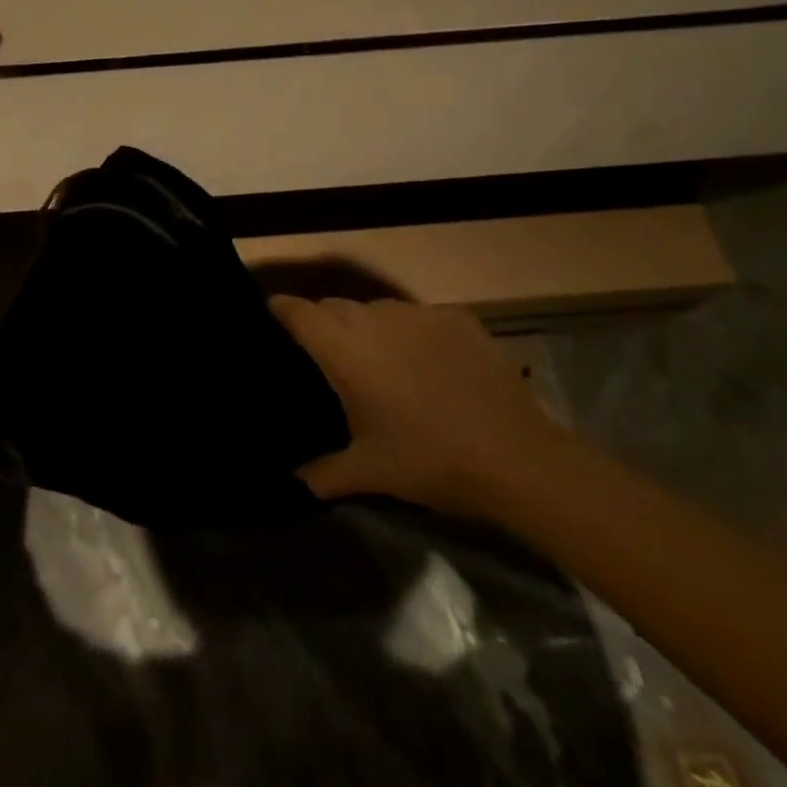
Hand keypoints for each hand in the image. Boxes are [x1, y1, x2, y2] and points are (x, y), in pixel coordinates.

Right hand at [271, 298, 562, 519]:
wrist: (516, 458)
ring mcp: (419, 313)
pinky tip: (429, 364)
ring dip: (369, 329)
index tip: (270, 317)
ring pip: (377, 309)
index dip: (280, 310)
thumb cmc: (428, 460)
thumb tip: (295, 479)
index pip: (297, 311)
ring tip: (380, 362)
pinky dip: (413, 333)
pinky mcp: (457, 316)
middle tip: (328, 357)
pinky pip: (419, 317)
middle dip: (324, 324)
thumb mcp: (369, 472)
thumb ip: (323, 472)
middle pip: (334, 307)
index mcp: (344, 348)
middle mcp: (375, 317)